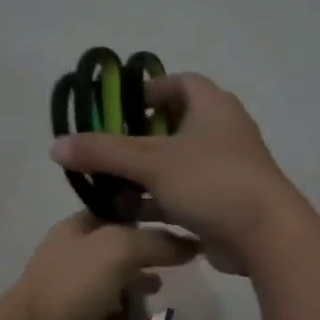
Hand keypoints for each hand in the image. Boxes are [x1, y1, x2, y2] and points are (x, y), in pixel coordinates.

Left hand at [4, 212, 199, 319]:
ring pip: (114, 281)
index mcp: (77, 228)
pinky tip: (145, 319)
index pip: (117, 211)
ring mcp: (73, 289)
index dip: (147, 214)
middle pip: (118, 247)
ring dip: (138, 283)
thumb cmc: (73, 286)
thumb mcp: (118, 250)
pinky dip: (127, 315)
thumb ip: (155, 242)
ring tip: (163, 288)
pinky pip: (109, 313)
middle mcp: (73, 254)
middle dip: (146, 252)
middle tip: (178, 259)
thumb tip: (190, 244)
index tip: (179, 222)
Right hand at [51, 72, 301, 273]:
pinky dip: (157, 202)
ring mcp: (224, 170)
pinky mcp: (222, 203)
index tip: (119, 109)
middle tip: (105, 151)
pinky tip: (127, 217)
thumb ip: (102, 152)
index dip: (149, 91)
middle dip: (137, 140)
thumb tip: (54, 146)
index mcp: (212, 107)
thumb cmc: (211, 181)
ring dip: (143, 176)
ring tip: (106, 188)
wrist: (264, 236)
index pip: (179, 83)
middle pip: (173, 127)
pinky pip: (183, 196)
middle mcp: (222, 133)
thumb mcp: (151, 162)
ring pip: (175, 166)